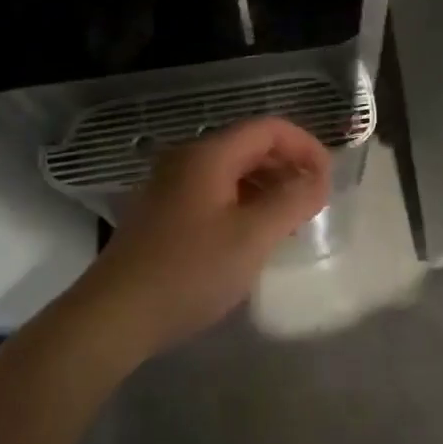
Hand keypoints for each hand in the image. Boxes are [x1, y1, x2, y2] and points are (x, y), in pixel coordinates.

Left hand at [81, 118, 332, 354]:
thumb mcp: (252, 236)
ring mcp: (169, 186)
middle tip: (313, 202)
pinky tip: (251, 236)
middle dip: (287, 166)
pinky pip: (213, 193)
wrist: (114, 315)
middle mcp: (186, 160)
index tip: (328, 180)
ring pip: (230, 171)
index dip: (305, 146)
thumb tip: (317, 178)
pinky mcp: (161, 213)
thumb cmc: (189, 271)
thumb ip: (292, 200)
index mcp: (208, 155)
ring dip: (266, 187)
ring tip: (289, 221)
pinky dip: (242, 203)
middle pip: (248, 146)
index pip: (268, 128)